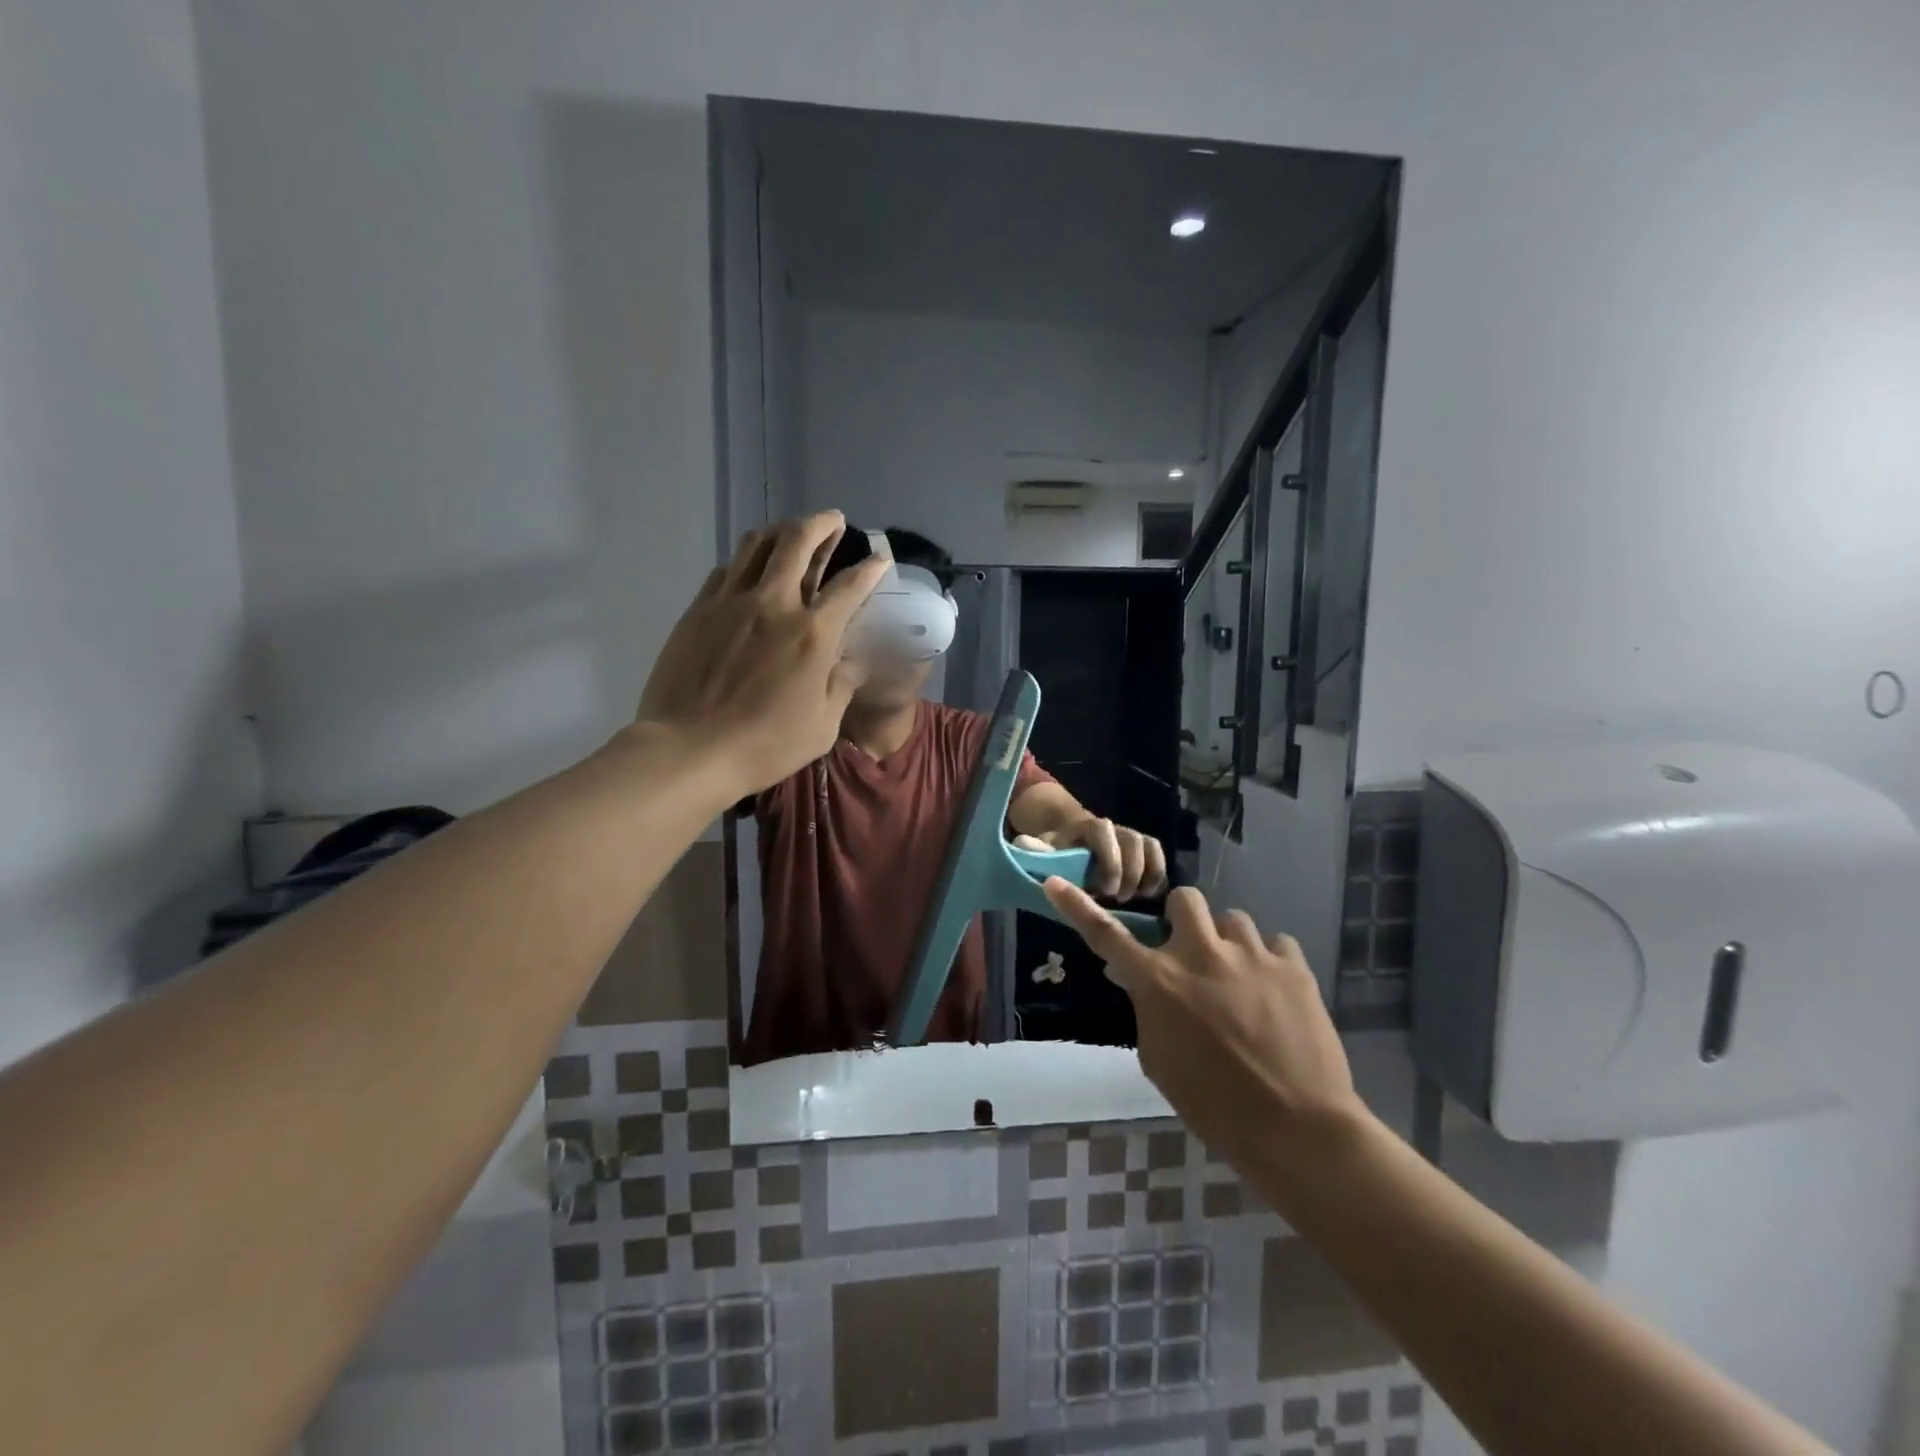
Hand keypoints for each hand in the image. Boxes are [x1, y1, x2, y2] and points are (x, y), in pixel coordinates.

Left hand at [637, 511, 889, 797]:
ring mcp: (732, 602)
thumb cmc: (765, 745)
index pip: (849, 586)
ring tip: (792, 534)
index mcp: (813, 634)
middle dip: (822, 524)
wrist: (689, 750)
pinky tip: (751, 570)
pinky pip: (727, 569)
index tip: (879, 560)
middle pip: (798, 541)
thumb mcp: (823, 726)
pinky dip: (747, 560)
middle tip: (833, 521)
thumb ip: (843, 684)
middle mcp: (774, 604)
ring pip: (757, 544)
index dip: (870, 569)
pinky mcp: (699, 609)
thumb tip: (856, 658)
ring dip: (781, 531)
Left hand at [1015, 818, 1166, 900]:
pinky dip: (1159, 876)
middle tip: (1120, 899)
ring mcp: (1132, 837)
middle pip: (1133, 840)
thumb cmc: (1059, 851)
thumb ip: (1038, 850)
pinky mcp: (1145, 850)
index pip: (1103, 832)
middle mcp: (1114, 828)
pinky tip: (1150, 897)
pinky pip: (1159, 857)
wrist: (1073, 841)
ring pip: (1151, 846)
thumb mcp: (1046, 851)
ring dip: (1149, 874)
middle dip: (1130, 872)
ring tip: (1139, 898)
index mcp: (1088, 826)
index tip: (1106, 889)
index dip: (1109, 860)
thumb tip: (1023, 846)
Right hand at [1041, 880, 1363, 1170]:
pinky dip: (1269, 961)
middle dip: (1184, 920)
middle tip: (1194, 953)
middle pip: (1184, 899)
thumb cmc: (1214, 1105)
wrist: (1297, 1129)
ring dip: (1228, 943)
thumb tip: (1134, 980)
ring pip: (1233, 919)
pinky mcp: (1293, 966)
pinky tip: (1274, 992)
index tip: (1054, 884)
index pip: (1106, 935)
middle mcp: (1200, 955)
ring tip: (1241, 979)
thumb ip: (1146, 1011)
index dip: (1076, 907)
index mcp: (1159, 982)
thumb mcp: (1160, 1062)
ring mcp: (1250, 955)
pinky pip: (1276, 943)